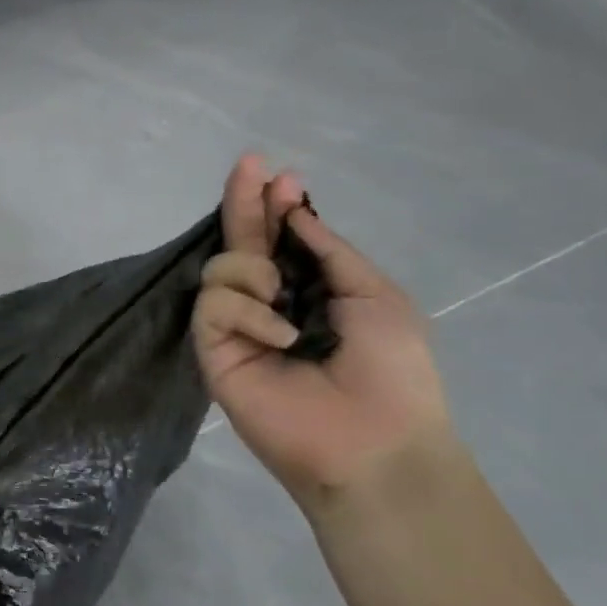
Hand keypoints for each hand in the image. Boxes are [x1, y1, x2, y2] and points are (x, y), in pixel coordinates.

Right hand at [192, 154, 455, 508]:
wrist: (374, 441)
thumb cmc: (392, 370)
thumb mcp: (374, 295)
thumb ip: (327, 251)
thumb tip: (293, 213)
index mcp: (308, 290)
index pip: (279, 239)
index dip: (274, 205)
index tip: (279, 174)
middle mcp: (266, 302)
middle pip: (241, 241)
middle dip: (243, 201)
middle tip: (247, 164)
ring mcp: (237, 327)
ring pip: (221, 268)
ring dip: (253, 268)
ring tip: (282, 294)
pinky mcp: (214, 350)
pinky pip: (215, 306)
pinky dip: (249, 312)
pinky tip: (280, 336)